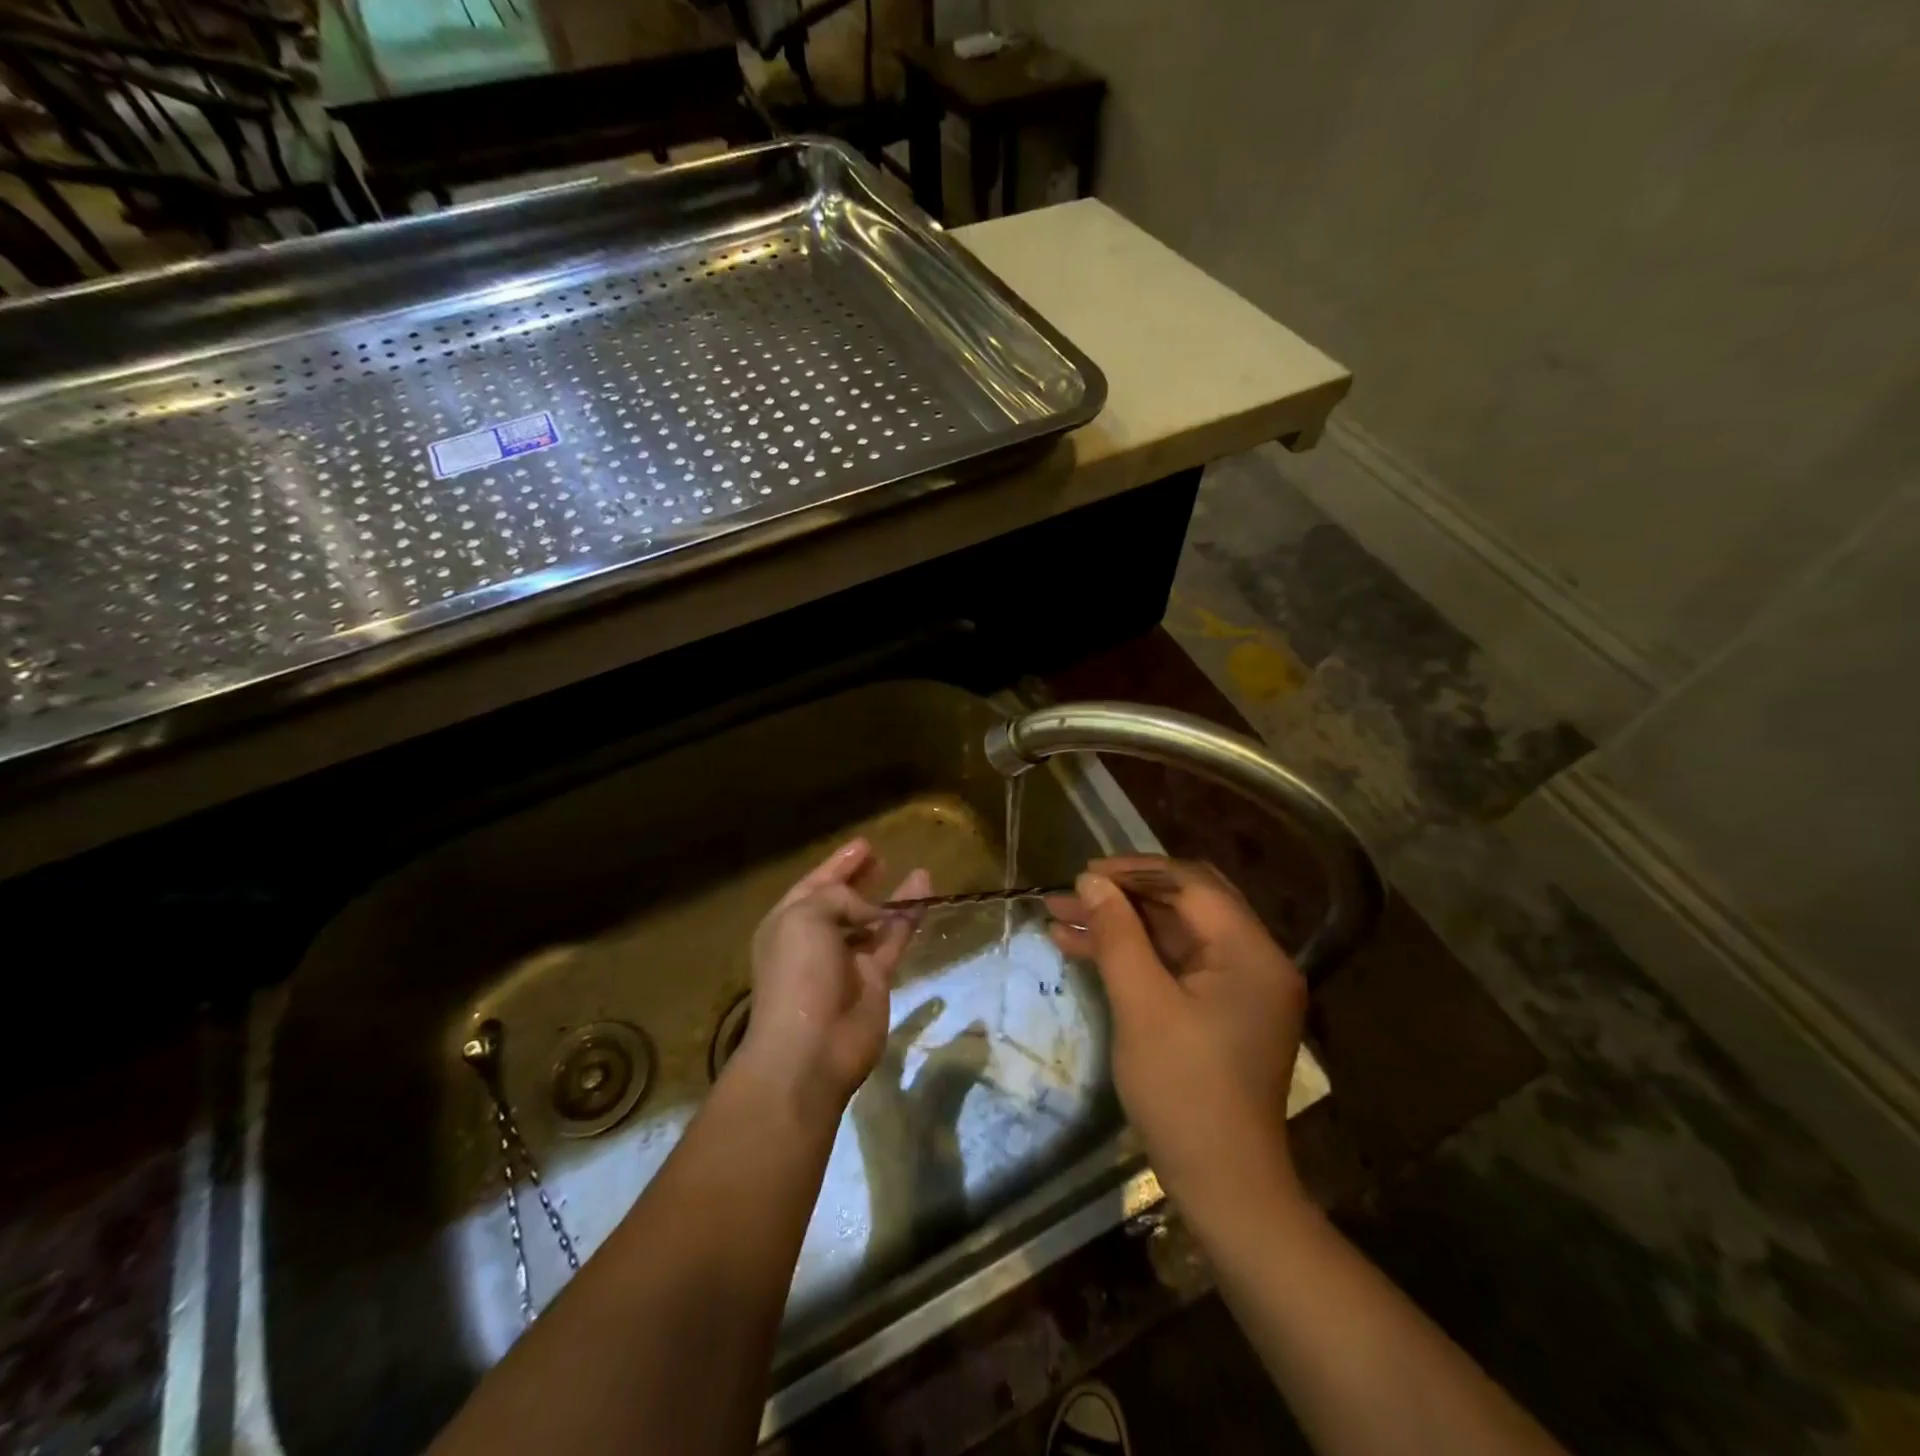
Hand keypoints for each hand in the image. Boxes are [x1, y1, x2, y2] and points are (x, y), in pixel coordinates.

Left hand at [739, 839, 930, 1118]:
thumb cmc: (798, 974)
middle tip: (881, 857)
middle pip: (843, 901)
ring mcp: (846, 961)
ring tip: (916, 872)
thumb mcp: (807, 917)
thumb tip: (872, 911)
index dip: (838, 864)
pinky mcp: (875, 978)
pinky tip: (925, 895)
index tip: (864, 844)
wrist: (811, 1048)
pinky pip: (894, 939)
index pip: (814, 884)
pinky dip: (909, 918)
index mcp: (787, 923)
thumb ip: (839, 898)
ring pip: (873, 920)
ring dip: (892, 896)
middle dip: (860, 879)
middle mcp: (815, 940)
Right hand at [1049, 856, 1306, 1217]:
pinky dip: (1133, 956)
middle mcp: (1254, 958)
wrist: (1223, 1187)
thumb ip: (1118, 935)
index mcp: (1250, 951)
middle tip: (1074, 893)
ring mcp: (1238, 985)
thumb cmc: (1184, 1092)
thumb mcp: (1142, 1004)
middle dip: (1125, 894)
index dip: (1134, 872)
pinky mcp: (1220, 1009)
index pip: (1190, 885)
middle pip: (1185, 902)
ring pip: (1174, 933)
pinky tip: (1081, 949)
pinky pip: (1174, 964)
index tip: (1083, 874)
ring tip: (1060, 918)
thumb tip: (1092, 880)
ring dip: (1121, 924)